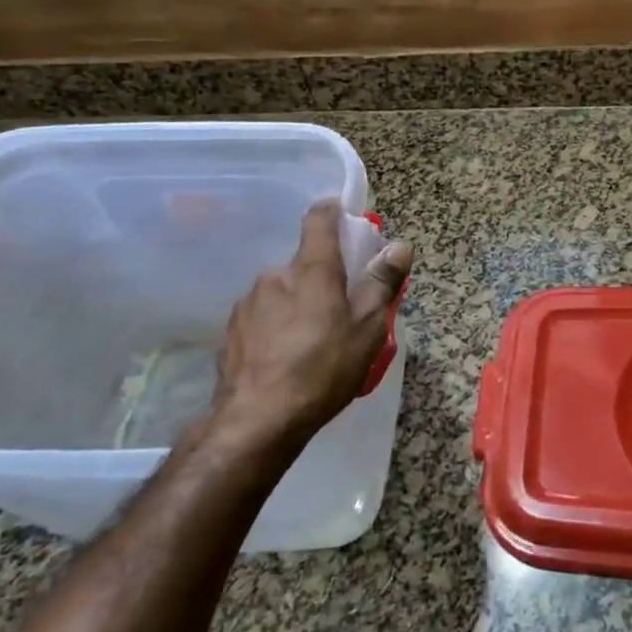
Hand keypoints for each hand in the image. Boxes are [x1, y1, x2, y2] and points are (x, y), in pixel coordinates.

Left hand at [200, 200, 411, 460]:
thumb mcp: (368, 329)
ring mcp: (248, 303)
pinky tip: (286, 358)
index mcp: (312, 270)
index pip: (320, 221)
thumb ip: (382, 284)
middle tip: (342, 310)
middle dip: (323, 278)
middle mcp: (275, 276)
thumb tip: (399, 247)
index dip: (332, 212)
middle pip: (304, 264)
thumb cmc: (323, 369)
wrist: (258, 419)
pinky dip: (278, 327)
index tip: (343, 215)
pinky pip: (263, 317)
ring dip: (298, 305)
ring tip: (313, 342)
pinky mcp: (232, 331)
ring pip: (282, 293)